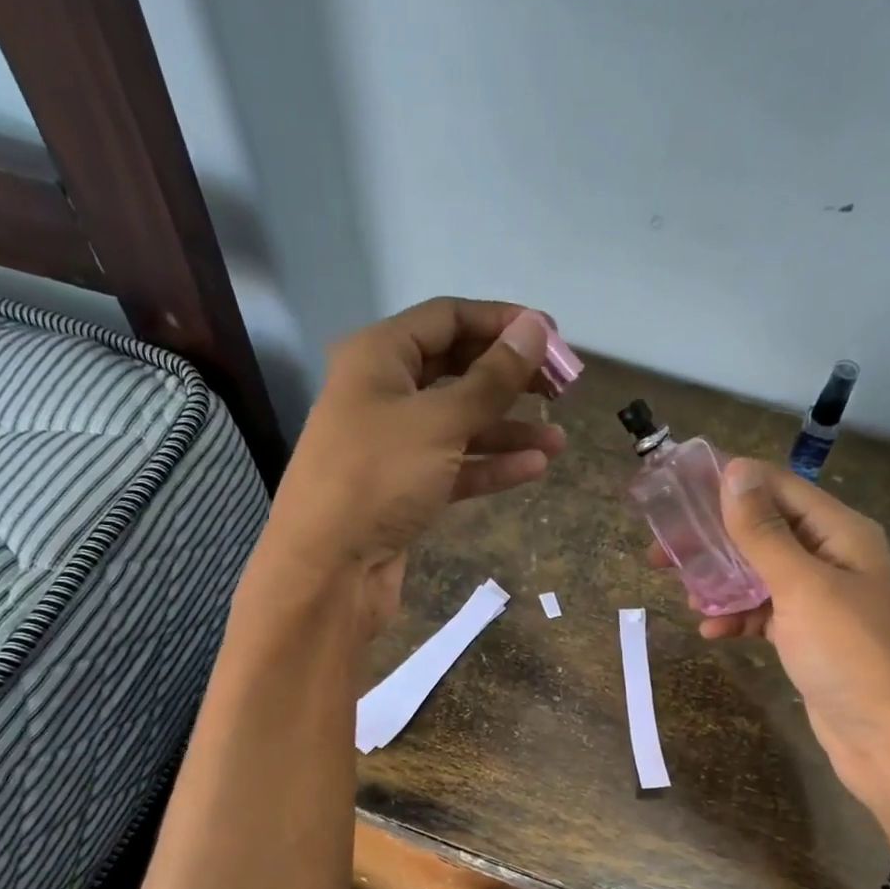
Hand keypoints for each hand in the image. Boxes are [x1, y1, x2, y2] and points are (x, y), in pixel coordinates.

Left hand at [258, 299, 565, 634]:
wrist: (328, 569)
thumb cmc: (378, 479)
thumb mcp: (440, 422)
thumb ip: (492, 379)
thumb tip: (534, 329)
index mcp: (379, 356)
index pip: (448, 318)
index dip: (502, 323)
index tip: (553, 338)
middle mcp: (384, 392)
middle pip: (457, 370)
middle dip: (510, 378)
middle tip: (561, 389)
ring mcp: (395, 445)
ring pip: (460, 424)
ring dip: (508, 429)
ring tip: (559, 440)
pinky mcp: (405, 489)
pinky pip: (455, 466)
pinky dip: (490, 465)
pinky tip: (533, 468)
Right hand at [669, 459, 889, 845]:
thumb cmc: (851, 654)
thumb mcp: (803, 587)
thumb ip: (764, 533)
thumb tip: (734, 472)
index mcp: (840, 532)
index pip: (778, 488)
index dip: (728, 485)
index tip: (675, 494)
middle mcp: (832, 558)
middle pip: (764, 532)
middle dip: (714, 540)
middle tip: (661, 555)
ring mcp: (821, 601)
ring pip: (759, 575)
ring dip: (721, 583)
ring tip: (685, 598)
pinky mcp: (809, 637)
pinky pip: (765, 614)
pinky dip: (738, 619)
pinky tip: (712, 633)